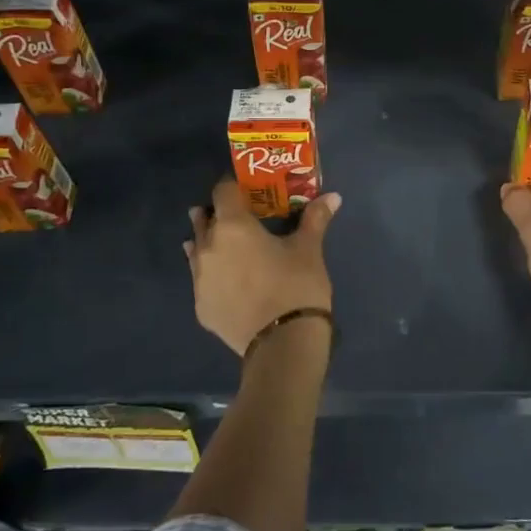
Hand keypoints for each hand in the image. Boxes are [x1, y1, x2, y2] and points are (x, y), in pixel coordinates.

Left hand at [185, 178, 340, 355]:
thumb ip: (315, 218)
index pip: (222, 191)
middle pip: (204, 219)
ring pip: (197, 250)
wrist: (282, 344)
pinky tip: (225, 279)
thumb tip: (333, 196)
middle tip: (236, 215)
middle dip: (216, 213)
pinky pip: (201, 280)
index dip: (233, 186)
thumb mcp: (309, 249)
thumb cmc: (296, 286)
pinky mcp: (201, 307)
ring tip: (224, 244)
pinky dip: (211, 273)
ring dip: (207, 242)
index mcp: (232, 226)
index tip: (246, 188)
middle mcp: (208, 247)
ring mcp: (200, 279)